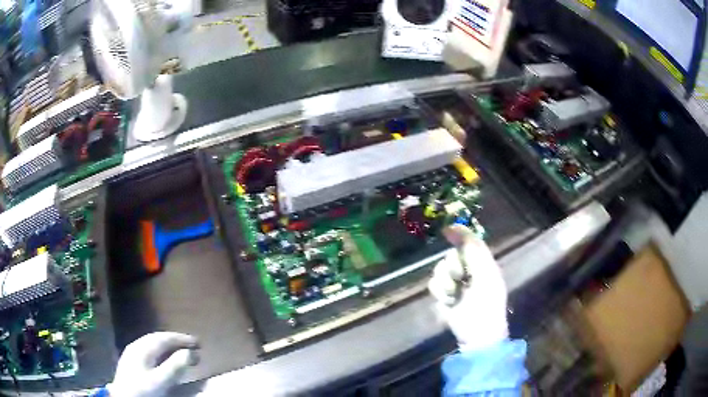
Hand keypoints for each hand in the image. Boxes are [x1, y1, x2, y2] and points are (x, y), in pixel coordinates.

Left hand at [108, 332, 199, 396]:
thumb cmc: (143, 390)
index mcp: (142, 348)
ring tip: (180, 351)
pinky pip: (148, 351)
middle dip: (175, 341)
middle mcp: (136, 346)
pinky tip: (163, 359)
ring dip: (167, 346)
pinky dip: (160, 353)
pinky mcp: (131, 362)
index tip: (198, 343)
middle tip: (191, 346)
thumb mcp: (161, 381)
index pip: (164, 338)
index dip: (181, 339)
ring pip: (152, 344)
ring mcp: (132, 353)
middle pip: (157, 339)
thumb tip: (191, 352)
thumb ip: (175, 366)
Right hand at [428, 225, 508, 351]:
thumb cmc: (486, 303)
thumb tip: (456, 227)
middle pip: (450, 256)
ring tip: (455, 295)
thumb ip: (473, 250)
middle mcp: (468, 271)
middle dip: (452, 267)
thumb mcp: (485, 274)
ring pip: (439, 270)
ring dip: (446, 283)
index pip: (469, 243)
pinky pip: (433, 285)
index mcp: (482, 264)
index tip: (446, 232)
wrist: (477, 334)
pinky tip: (449, 303)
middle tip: (461, 278)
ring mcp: (454, 284)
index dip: (458, 236)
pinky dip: (440, 294)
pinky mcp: (443, 297)